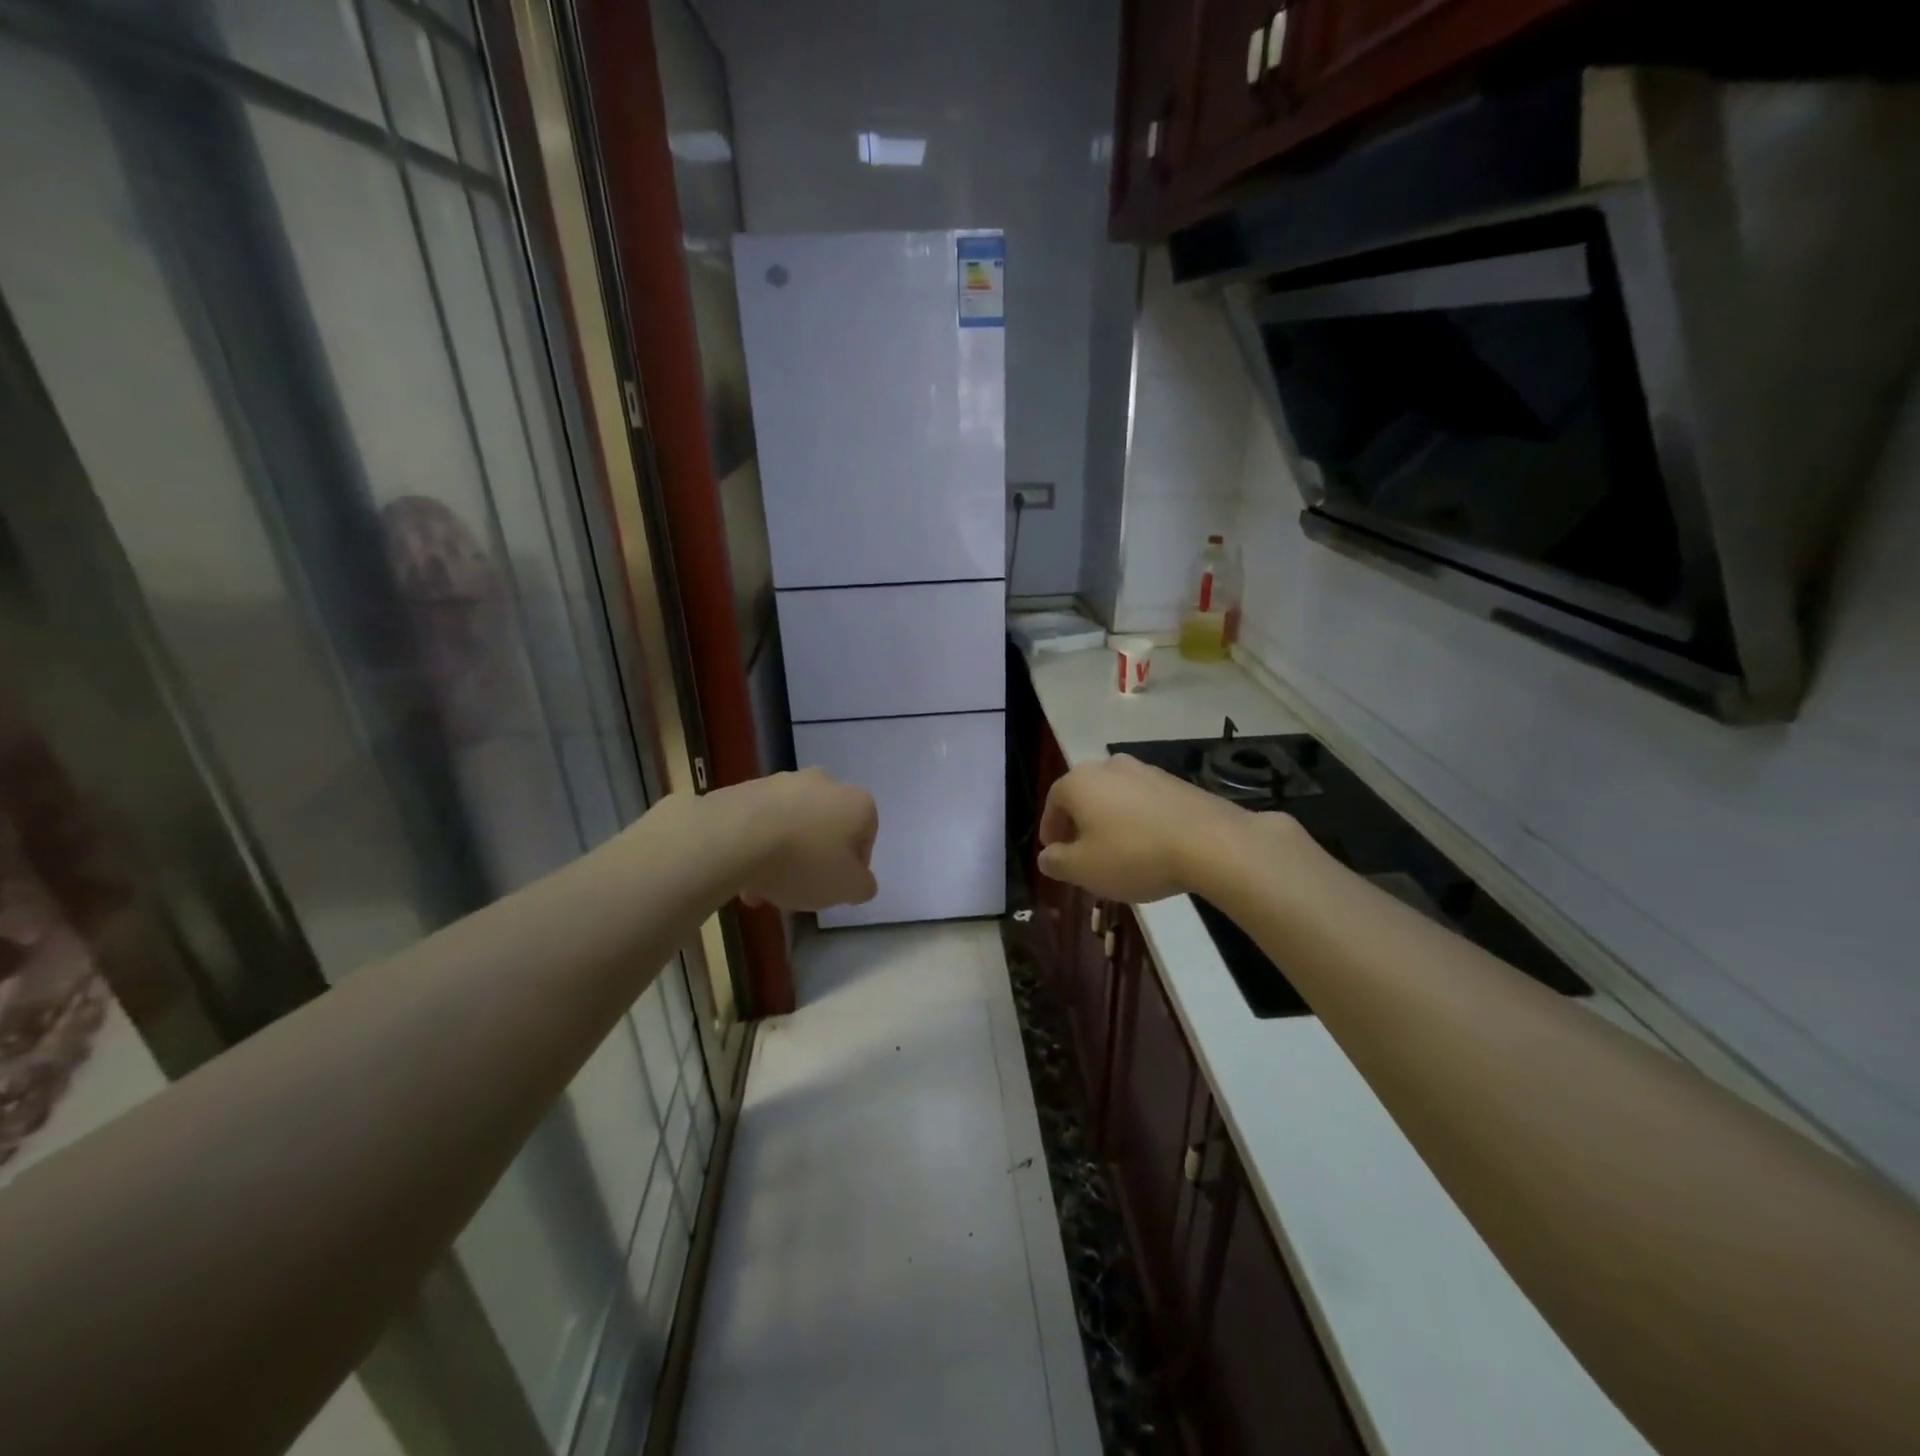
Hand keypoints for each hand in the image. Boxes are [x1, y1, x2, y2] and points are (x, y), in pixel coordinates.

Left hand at [716, 768, 878, 911]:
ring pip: (792, 825)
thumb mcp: (848, 888)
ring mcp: (783, 781)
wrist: (733, 836)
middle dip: (814, 858)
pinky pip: (761, 821)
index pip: (865, 837)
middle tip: (799, 888)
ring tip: (763, 888)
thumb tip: (860, 881)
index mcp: (857, 802)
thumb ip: (863, 886)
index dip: (852, 867)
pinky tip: (743, 874)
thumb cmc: (804, 861)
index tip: (833, 888)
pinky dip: (757, 844)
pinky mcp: (748, 787)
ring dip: (783, 854)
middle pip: (826, 829)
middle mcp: (825, 782)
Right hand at [1037, 754, 1255, 902]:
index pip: (1053, 802)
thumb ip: (1057, 862)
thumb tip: (1046, 856)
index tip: (1054, 852)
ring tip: (1116, 851)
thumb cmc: (1134, 854)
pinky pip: (1144, 801)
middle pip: (1084, 795)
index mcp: (1079, 781)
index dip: (1050, 828)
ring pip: (1115, 797)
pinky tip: (1148, 846)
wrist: (1210, 842)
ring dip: (1109, 820)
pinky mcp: (1176, 782)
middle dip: (1079, 823)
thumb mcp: (1084, 869)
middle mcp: (1109, 766)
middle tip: (1082, 852)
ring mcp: (1145, 771)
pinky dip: (1137, 820)